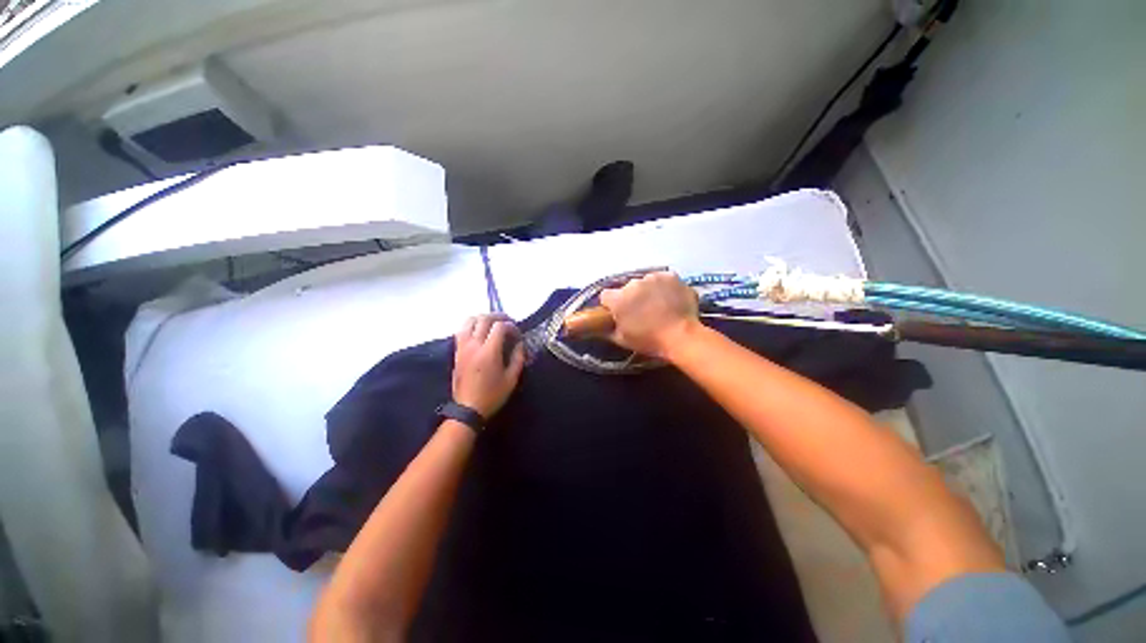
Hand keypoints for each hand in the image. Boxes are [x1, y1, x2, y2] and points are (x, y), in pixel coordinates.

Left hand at [452, 314, 525, 417]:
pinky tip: (480, 332)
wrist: (467, 409)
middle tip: (507, 322)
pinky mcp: (457, 352)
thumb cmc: (492, 395)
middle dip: (498, 317)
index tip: (517, 333)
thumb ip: (518, 358)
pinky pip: (461, 330)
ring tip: (492, 323)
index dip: (511, 325)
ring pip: (469, 321)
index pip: (499, 326)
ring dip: (482, 318)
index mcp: (489, 352)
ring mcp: (462, 347)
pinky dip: (472, 326)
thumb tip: (520, 343)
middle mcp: (474, 345)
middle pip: (483, 319)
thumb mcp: (512, 379)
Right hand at [599, 272, 700, 357]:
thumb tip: (601, 325)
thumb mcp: (622, 340)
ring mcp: (654, 277)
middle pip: (627, 288)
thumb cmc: (649, 341)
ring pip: (646, 282)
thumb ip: (607, 329)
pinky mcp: (671, 276)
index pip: (606, 296)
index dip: (611, 305)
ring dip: (648, 291)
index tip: (618, 313)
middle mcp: (633, 283)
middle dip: (632, 298)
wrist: (682, 336)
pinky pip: (663, 280)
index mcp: (618, 299)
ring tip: (659, 306)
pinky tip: (671, 299)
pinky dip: (665, 287)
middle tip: (642, 312)